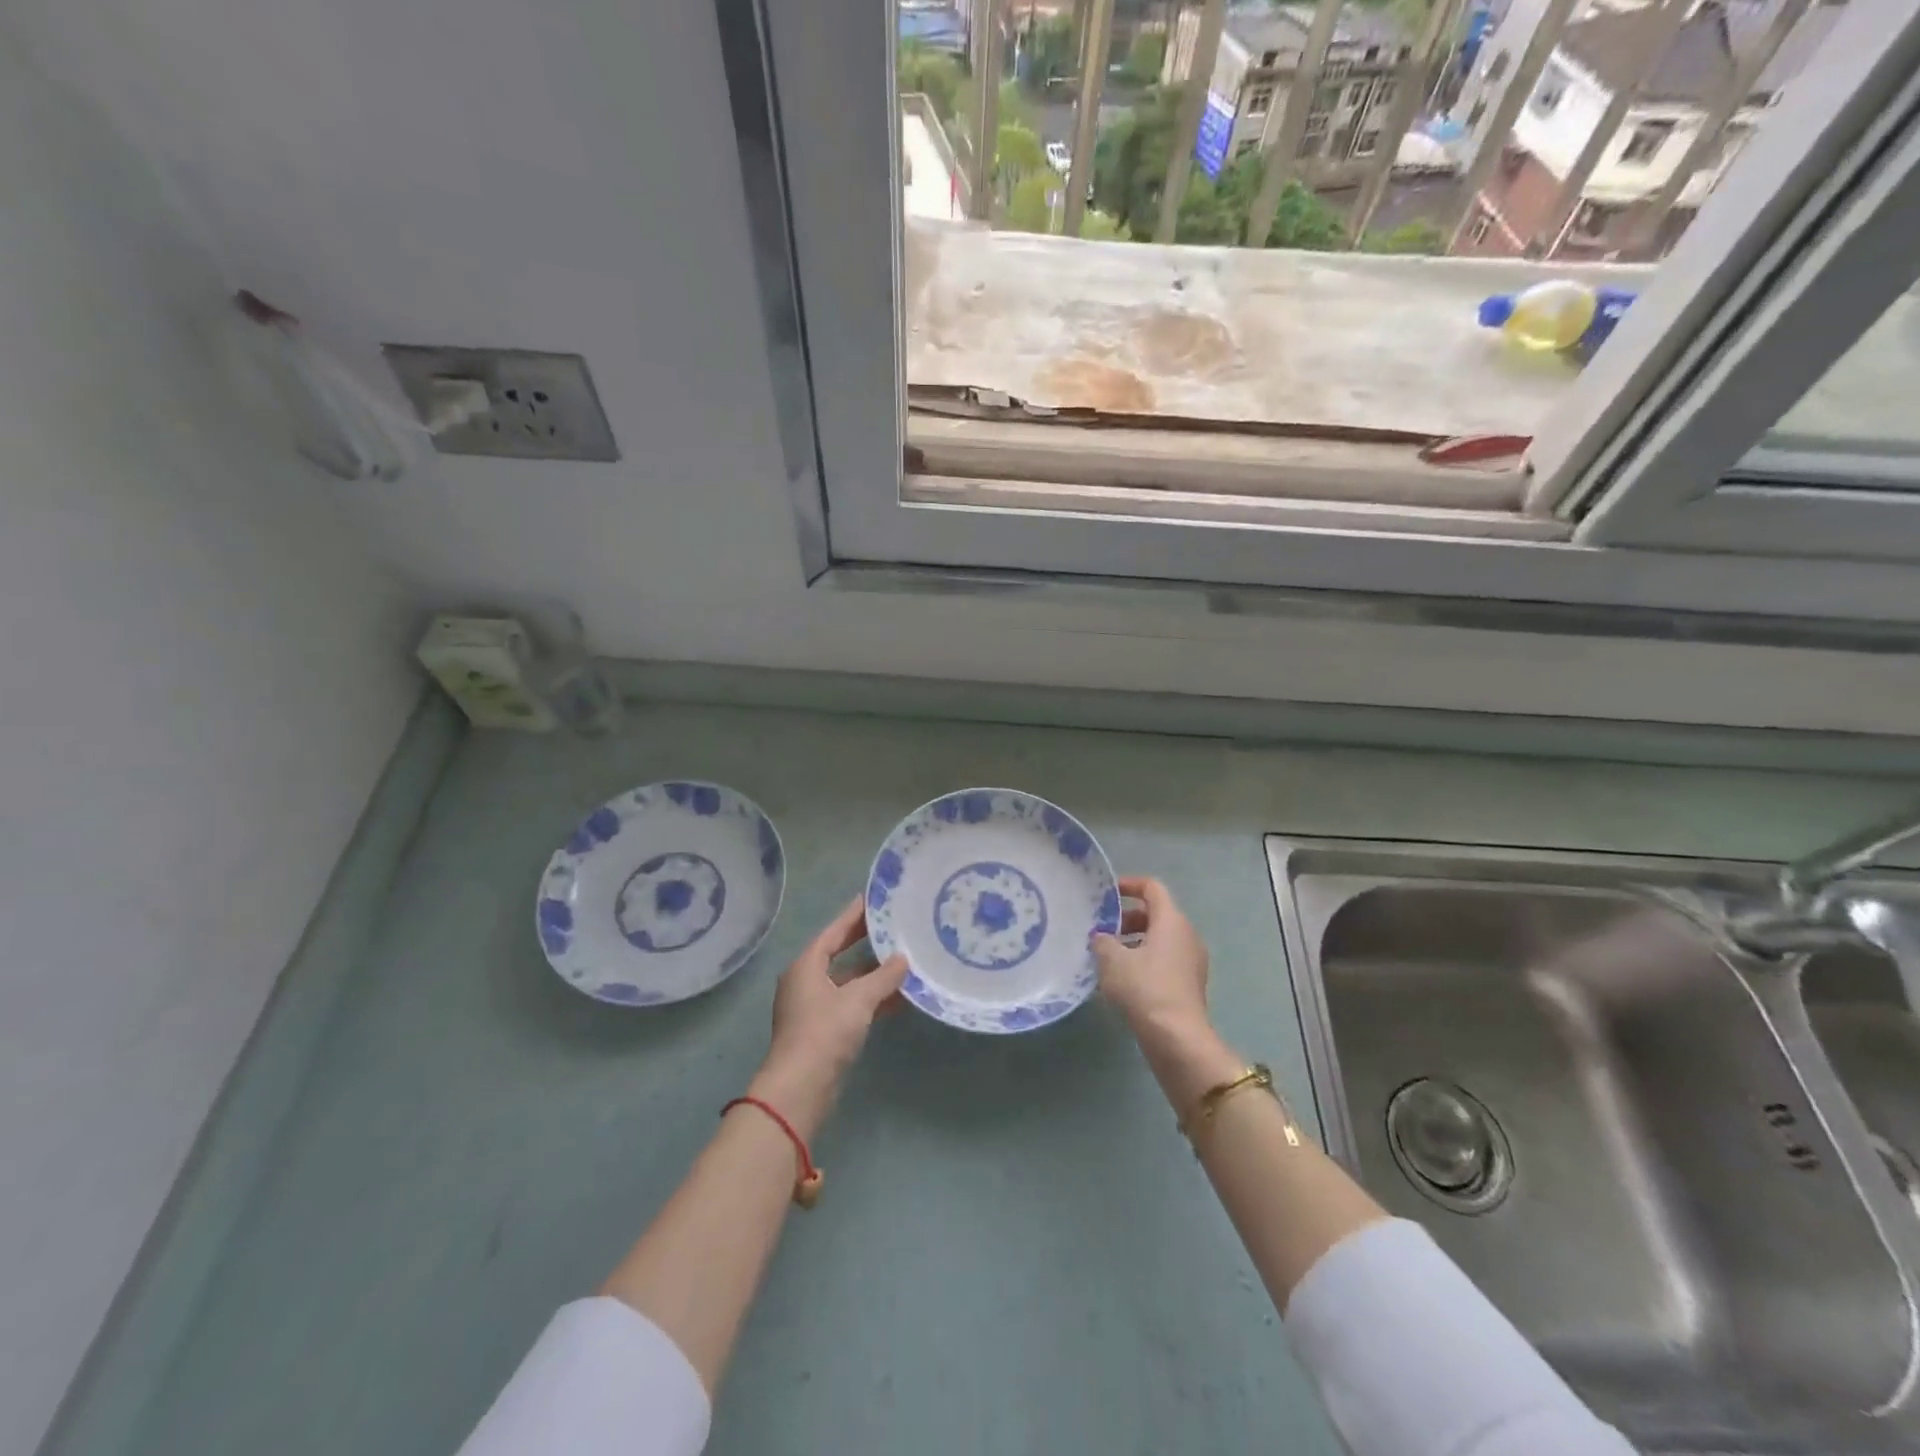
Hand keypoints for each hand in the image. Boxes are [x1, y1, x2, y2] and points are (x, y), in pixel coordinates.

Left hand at [752, 896, 907, 1128]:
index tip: (873, 899)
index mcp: (806, 966)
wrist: (801, 1088)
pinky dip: (872, 999)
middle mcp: (806, 982)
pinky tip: (899, 998)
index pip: (833, 932)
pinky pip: (851, 1004)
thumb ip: (883, 977)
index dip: (853, 915)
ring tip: (903, 960)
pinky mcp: (823, 1031)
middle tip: (892, 925)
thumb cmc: (825, 1032)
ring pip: (847, 982)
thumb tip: (903, 959)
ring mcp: (813, 1008)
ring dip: (873, 974)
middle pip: (838, 954)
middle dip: (864, 942)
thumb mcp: (858, 999)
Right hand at [1092, 876, 1210, 1034]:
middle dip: (1127, 918)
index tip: (1106, 894)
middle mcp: (1186, 934)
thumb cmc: (1144, 988)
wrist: (1177, 1037)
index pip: (1152, 888)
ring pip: (1160, 939)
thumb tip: (1101, 937)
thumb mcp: (1112, 960)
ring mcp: (1192, 960)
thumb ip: (1102, 941)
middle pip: (1156, 914)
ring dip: (1134, 942)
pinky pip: (1165, 960)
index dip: (1129, 885)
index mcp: (1171, 921)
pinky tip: (1123, 980)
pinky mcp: (1189, 984)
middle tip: (1103, 930)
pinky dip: (1145, 960)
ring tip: (1108, 957)